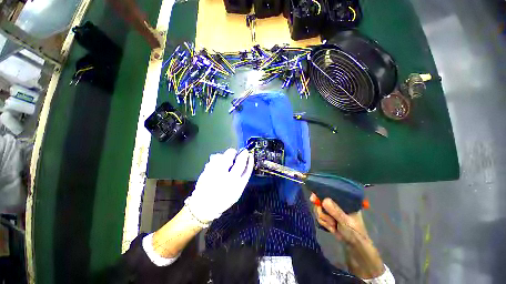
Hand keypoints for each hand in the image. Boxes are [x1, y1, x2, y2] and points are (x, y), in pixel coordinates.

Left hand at [185, 148, 253, 222]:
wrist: (203, 206)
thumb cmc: (223, 200)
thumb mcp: (236, 193)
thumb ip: (241, 179)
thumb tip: (245, 163)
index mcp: (237, 185)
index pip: (247, 169)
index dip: (249, 160)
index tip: (249, 154)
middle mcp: (228, 178)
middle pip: (238, 160)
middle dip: (240, 153)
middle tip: (239, 153)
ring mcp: (217, 173)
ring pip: (225, 156)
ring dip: (228, 154)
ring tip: (227, 157)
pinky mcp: (207, 170)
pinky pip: (215, 158)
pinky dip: (218, 157)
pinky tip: (218, 161)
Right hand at [310, 194, 384, 278]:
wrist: (355, 247)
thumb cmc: (355, 233)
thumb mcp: (346, 222)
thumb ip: (336, 211)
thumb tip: (324, 200)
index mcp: (344, 200)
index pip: (329, 192)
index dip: (320, 193)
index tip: (313, 198)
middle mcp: (336, 203)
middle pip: (320, 200)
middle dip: (322, 211)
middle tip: (328, 219)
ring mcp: (331, 210)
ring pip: (318, 209)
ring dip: (324, 219)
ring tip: (333, 226)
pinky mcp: (328, 216)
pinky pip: (319, 216)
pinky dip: (324, 223)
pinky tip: (331, 228)